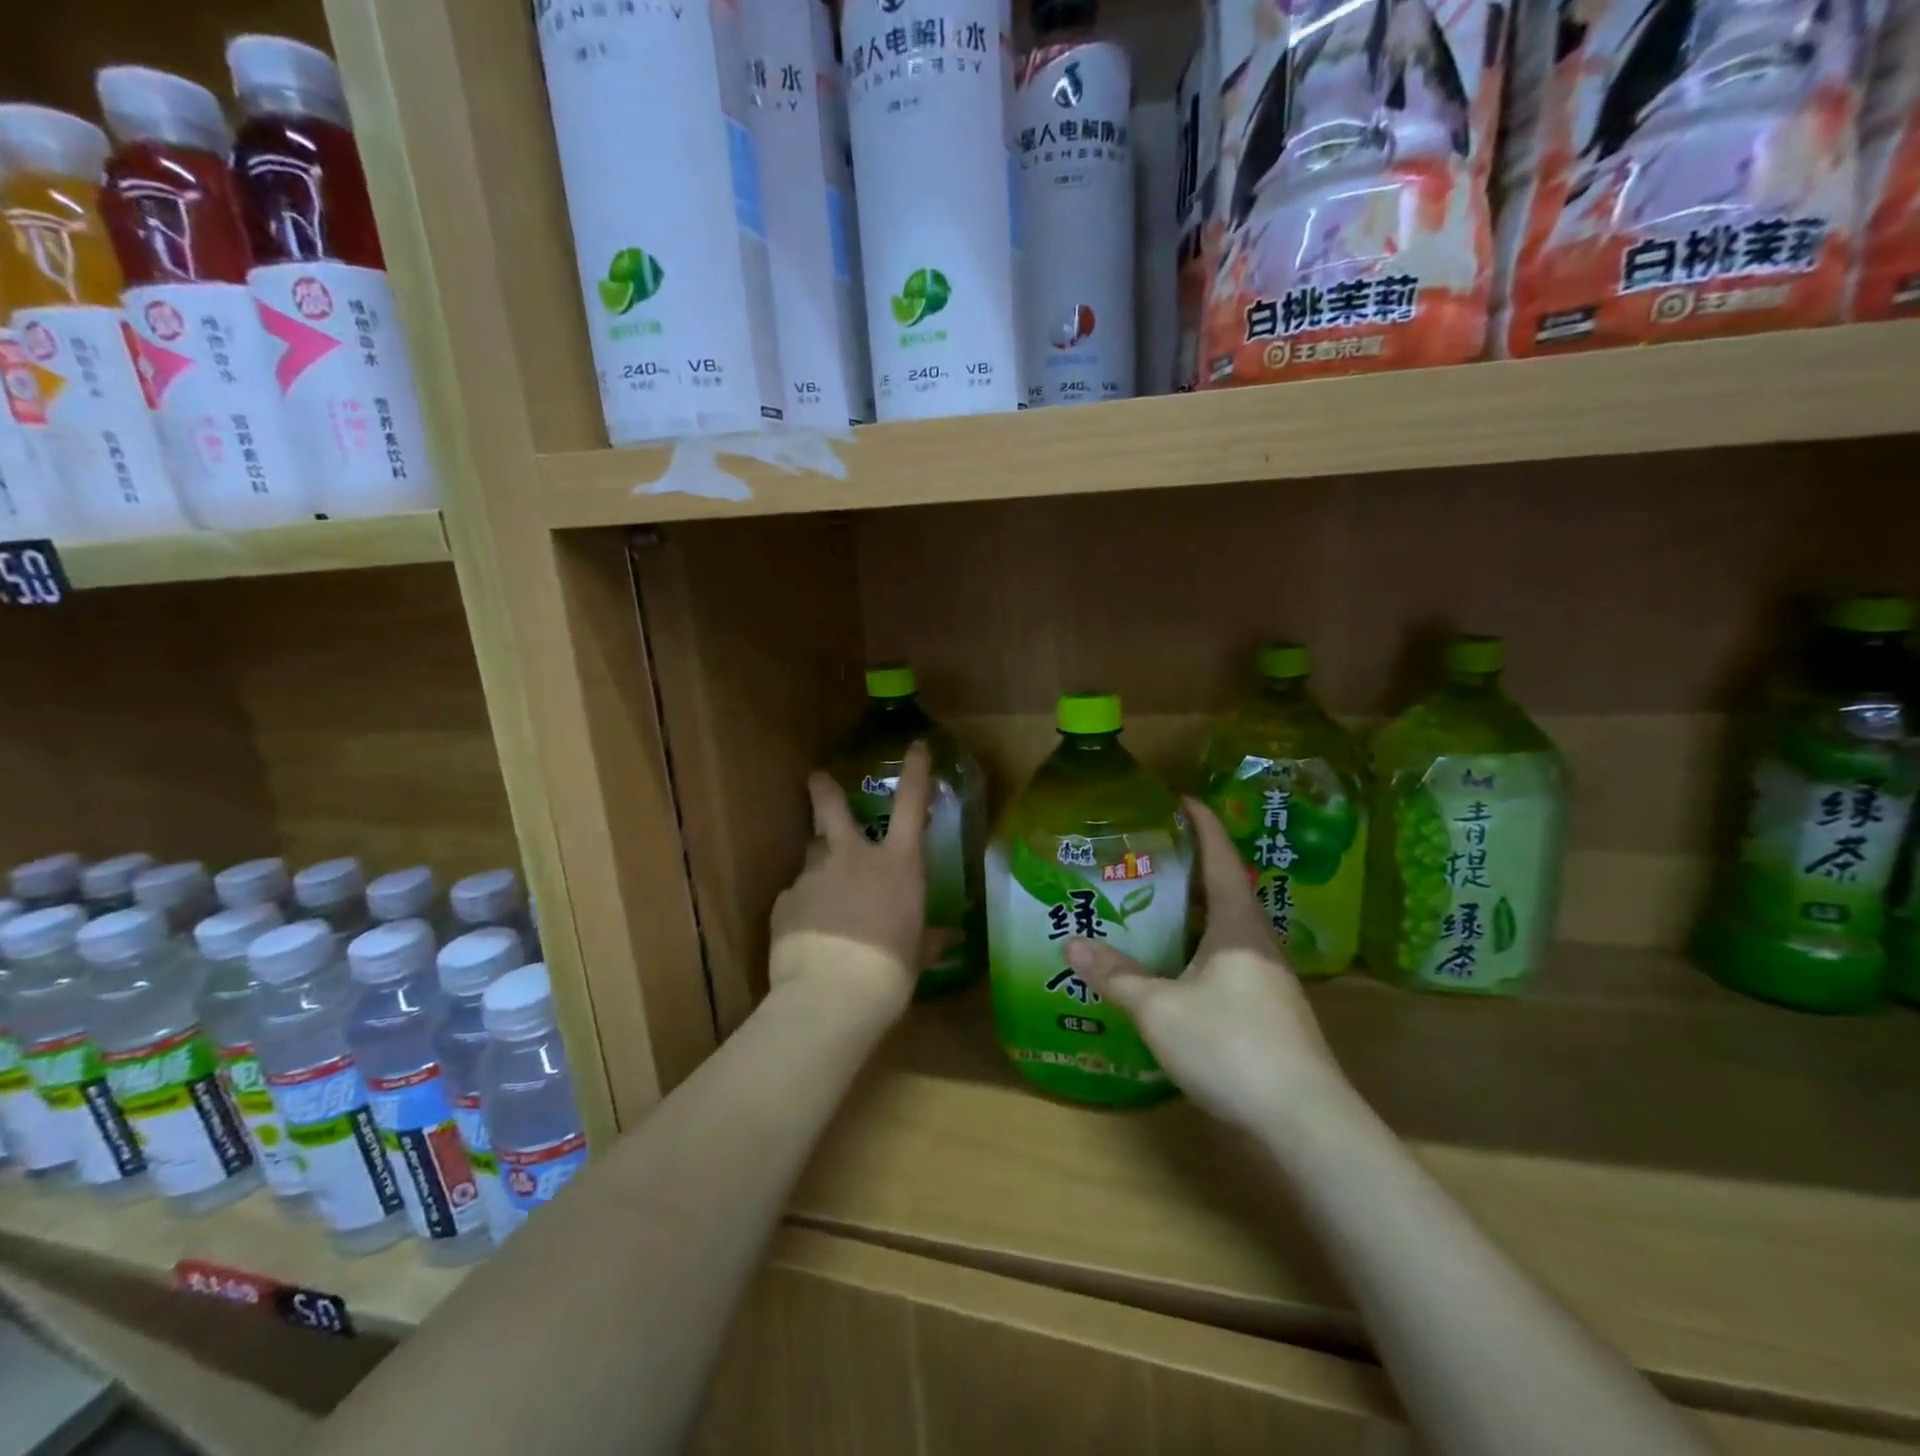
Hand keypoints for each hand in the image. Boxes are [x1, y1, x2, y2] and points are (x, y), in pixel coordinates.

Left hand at [769, 741, 932, 1007]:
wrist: (832, 993)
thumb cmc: (890, 970)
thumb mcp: (917, 956)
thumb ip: (930, 940)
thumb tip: (952, 937)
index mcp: (896, 865)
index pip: (912, 806)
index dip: (916, 772)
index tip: (915, 746)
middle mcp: (853, 858)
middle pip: (832, 809)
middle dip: (824, 791)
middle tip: (816, 779)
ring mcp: (814, 876)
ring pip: (813, 855)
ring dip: (819, 865)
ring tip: (824, 895)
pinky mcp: (784, 901)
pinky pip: (796, 896)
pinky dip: (804, 907)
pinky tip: (809, 933)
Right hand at [1065, 799, 1349, 1132]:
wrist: (1303, 1121)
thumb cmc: (1231, 1045)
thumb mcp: (1160, 1008)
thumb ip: (1117, 975)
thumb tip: (1072, 944)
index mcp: (1238, 925)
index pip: (1221, 858)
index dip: (1203, 825)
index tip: (1182, 800)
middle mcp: (1259, 942)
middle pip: (1227, 890)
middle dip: (1192, 868)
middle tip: (1150, 855)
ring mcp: (1269, 978)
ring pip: (1228, 930)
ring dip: (1196, 912)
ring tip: (1155, 905)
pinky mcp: (1270, 1010)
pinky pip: (1229, 960)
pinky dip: (1200, 948)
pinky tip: (1176, 967)